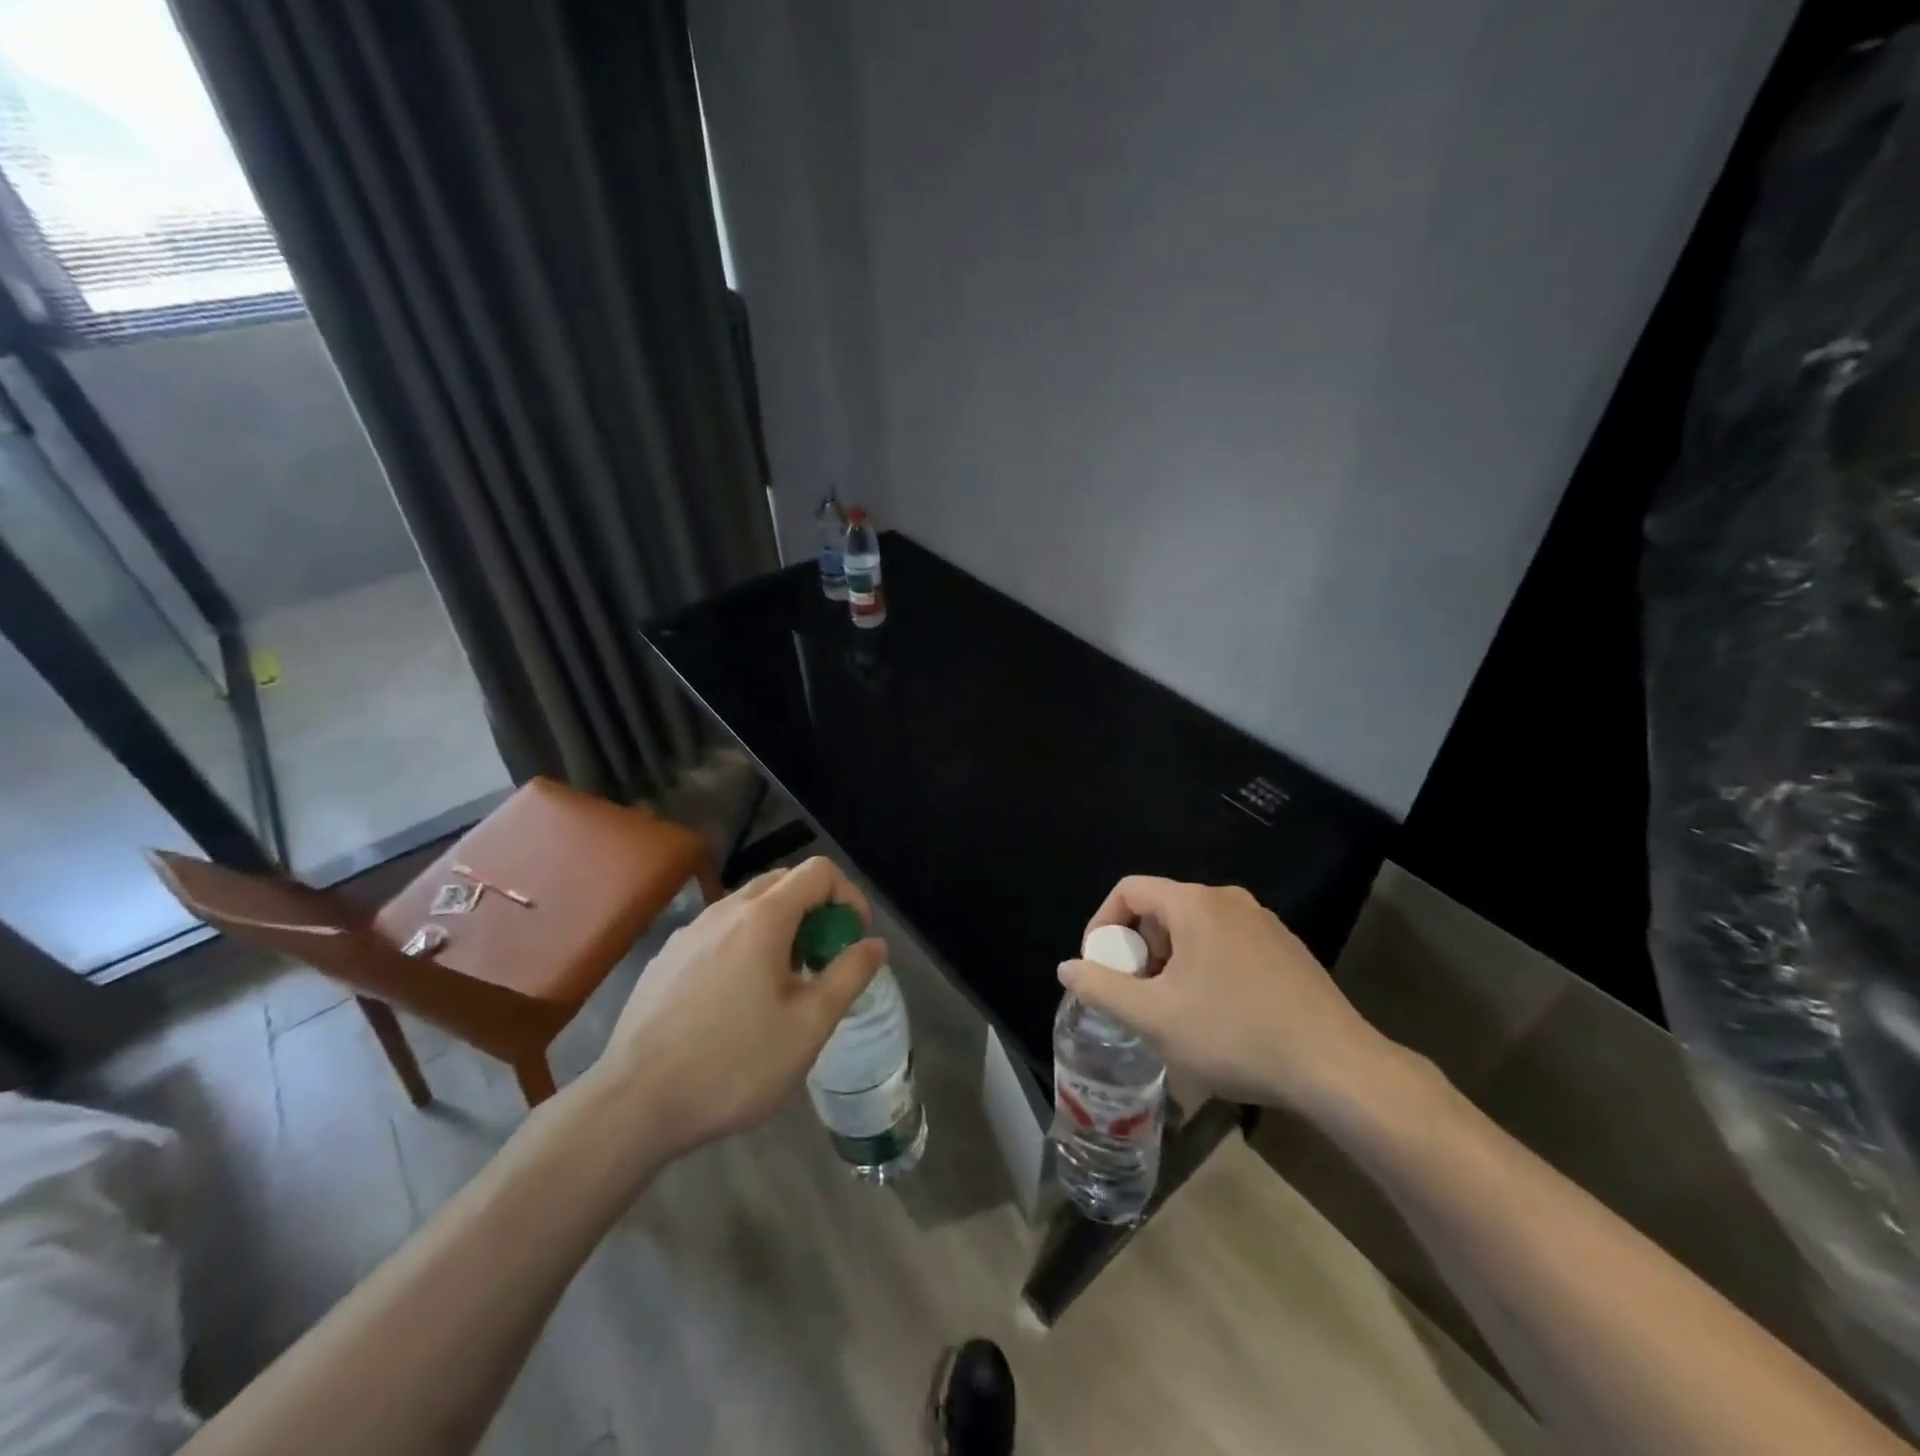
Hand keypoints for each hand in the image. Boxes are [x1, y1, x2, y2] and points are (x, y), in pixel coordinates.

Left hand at [592, 857, 886, 1159]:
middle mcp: (724, 911)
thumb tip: (875, 944)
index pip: (818, 871)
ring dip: (780, 926)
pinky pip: (719, 931)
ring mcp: (689, 932)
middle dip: (815, 908)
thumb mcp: (809, 1026)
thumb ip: (848, 975)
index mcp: (763, 918)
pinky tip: (738, 999)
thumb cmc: (735, 1064)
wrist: (634, 1104)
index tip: (854, 937)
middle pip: (783, 881)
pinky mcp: (665, 958)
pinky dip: (745, 943)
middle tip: (824, 957)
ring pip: (748, 906)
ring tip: (785, 982)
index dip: (848, 896)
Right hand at [1057, 877, 1400, 1114]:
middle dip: (1137, 949)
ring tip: (1171, 1010)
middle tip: (1135, 995)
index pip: (1129, 890)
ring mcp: (1263, 922)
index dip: (1102, 925)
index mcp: (1194, 903)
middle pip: (1162, 909)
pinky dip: (1204, 967)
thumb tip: (1068, 967)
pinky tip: (1216, 1015)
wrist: (1336, 1067)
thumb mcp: (1154, 1018)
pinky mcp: (1286, 949)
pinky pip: (1227, 944)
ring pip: (1195, 929)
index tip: (1099, 967)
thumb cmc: (1234, 1034)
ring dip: (1169, 961)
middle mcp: (1229, 900)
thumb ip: (1101, 988)